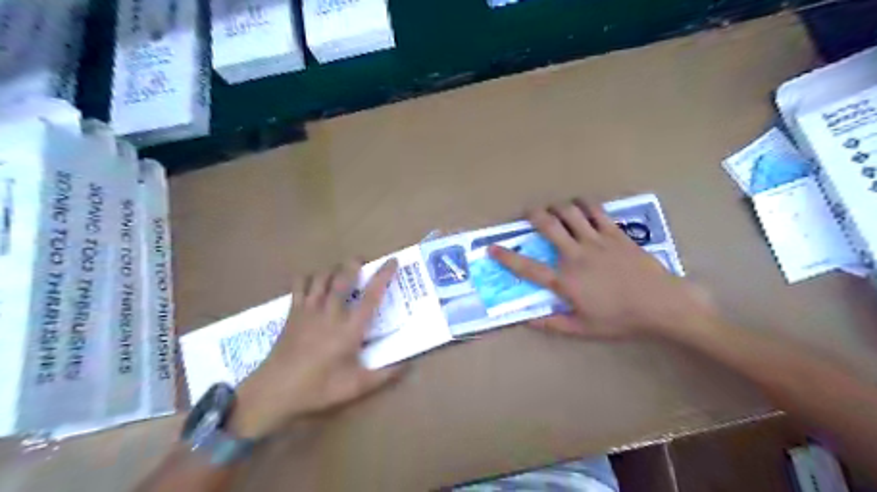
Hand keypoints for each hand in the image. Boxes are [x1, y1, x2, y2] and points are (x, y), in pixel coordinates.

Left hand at [226, 259, 403, 439]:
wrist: (274, 391)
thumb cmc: (319, 388)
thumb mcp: (357, 387)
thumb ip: (385, 375)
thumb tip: (409, 365)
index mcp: (350, 328)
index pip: (372, 295)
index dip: (383, 275)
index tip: (392, 261)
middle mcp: (331, 313)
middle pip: (343, 277)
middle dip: (354, 263)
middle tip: (363, 260)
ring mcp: (309, 310)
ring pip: (322, 277)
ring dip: (334, 269)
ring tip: (341, 272)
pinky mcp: (293, 312)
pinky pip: (300, 284)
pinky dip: (309, 278)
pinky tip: (314, 283)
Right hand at [490, 198, 714, 340]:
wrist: (661, 304)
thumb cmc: (621, 319)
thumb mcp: (584, 329)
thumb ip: (553, 325)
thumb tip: (527, 320)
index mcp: (565, 281)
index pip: (528, 267)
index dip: (507, 257)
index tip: (492, 248)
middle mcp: (576, 255)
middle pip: (548, 226)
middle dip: (533, 215)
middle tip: (528, 213)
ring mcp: (596, 241)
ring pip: (570, 213)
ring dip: (557, 207)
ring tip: (554, 209)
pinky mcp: (615, 233)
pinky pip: (596, 211)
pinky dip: (584, 205)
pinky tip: (581, 206)